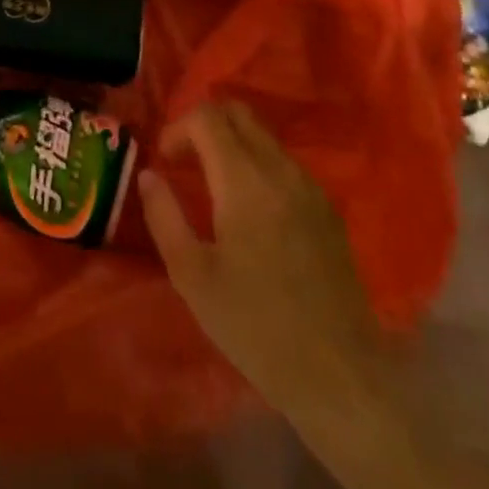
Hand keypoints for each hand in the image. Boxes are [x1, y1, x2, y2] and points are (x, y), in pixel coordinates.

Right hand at [140, 101, 381, 416]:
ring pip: (263, 135)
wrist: (339, 375)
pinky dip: (257, 163)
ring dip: (231, 143)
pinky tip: (248, 208)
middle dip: (204, 124)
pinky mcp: (327, 208)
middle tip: (185, 161)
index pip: (207, 117)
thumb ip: (163, 216)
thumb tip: (149, 174)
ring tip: (212, 185)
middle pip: (238, 112)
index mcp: (244, 180)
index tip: (165, 161)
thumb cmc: (255, 328)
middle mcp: (280, 169)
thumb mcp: (192, 276)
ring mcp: (309, 186)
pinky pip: (284, 162)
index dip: (178, 128)